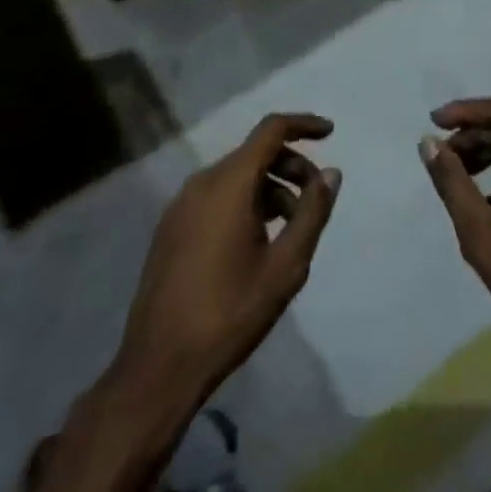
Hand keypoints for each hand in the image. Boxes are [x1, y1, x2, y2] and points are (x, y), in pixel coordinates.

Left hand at [113, 114, 340, 407]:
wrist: (160, 367)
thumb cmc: (230, 313)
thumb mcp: (285, 266)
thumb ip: (312, 213)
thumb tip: (331, 174)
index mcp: (229, 183)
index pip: (271, 130)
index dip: (303, 124)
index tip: (330, 133)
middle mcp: (201, 183)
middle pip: (255, 154)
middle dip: (291, 166)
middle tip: (315, 200)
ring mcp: (181, 205)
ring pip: (236, 177)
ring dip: (270, 188)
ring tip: (290, 229)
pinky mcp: (171, 229)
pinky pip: (216, 197)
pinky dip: (245, 202)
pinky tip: (258, 241)